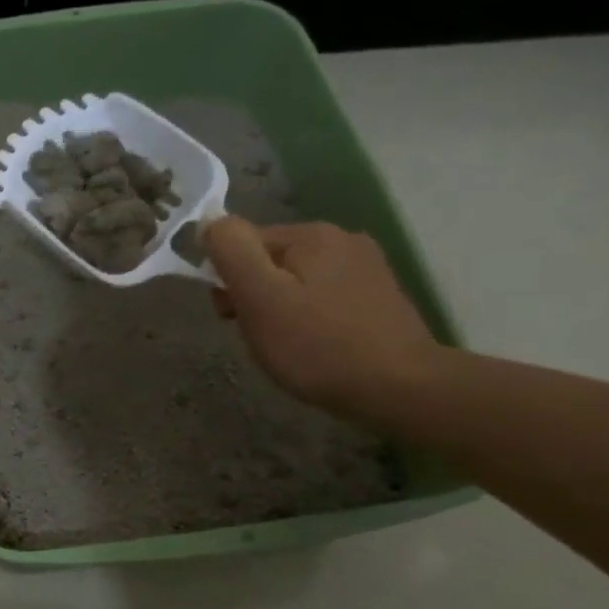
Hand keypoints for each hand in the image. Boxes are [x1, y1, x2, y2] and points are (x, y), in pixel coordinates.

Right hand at [203, 216, 439, 418]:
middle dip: (253, 295)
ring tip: (286, 345)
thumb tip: (208, 220)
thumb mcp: (260, 297)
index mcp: (311, 234)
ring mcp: (365, 267)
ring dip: (279, 308)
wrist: (400, 389)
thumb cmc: (317, 346)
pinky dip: (307, 318)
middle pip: (270, 261)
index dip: (228, 280)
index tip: (232, 316)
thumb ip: (232, 251)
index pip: (243, 243)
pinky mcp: (377, 296)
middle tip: (260, 335)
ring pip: (295, 281)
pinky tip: (313, 345)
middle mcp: (342, 239)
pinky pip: (322, 297)